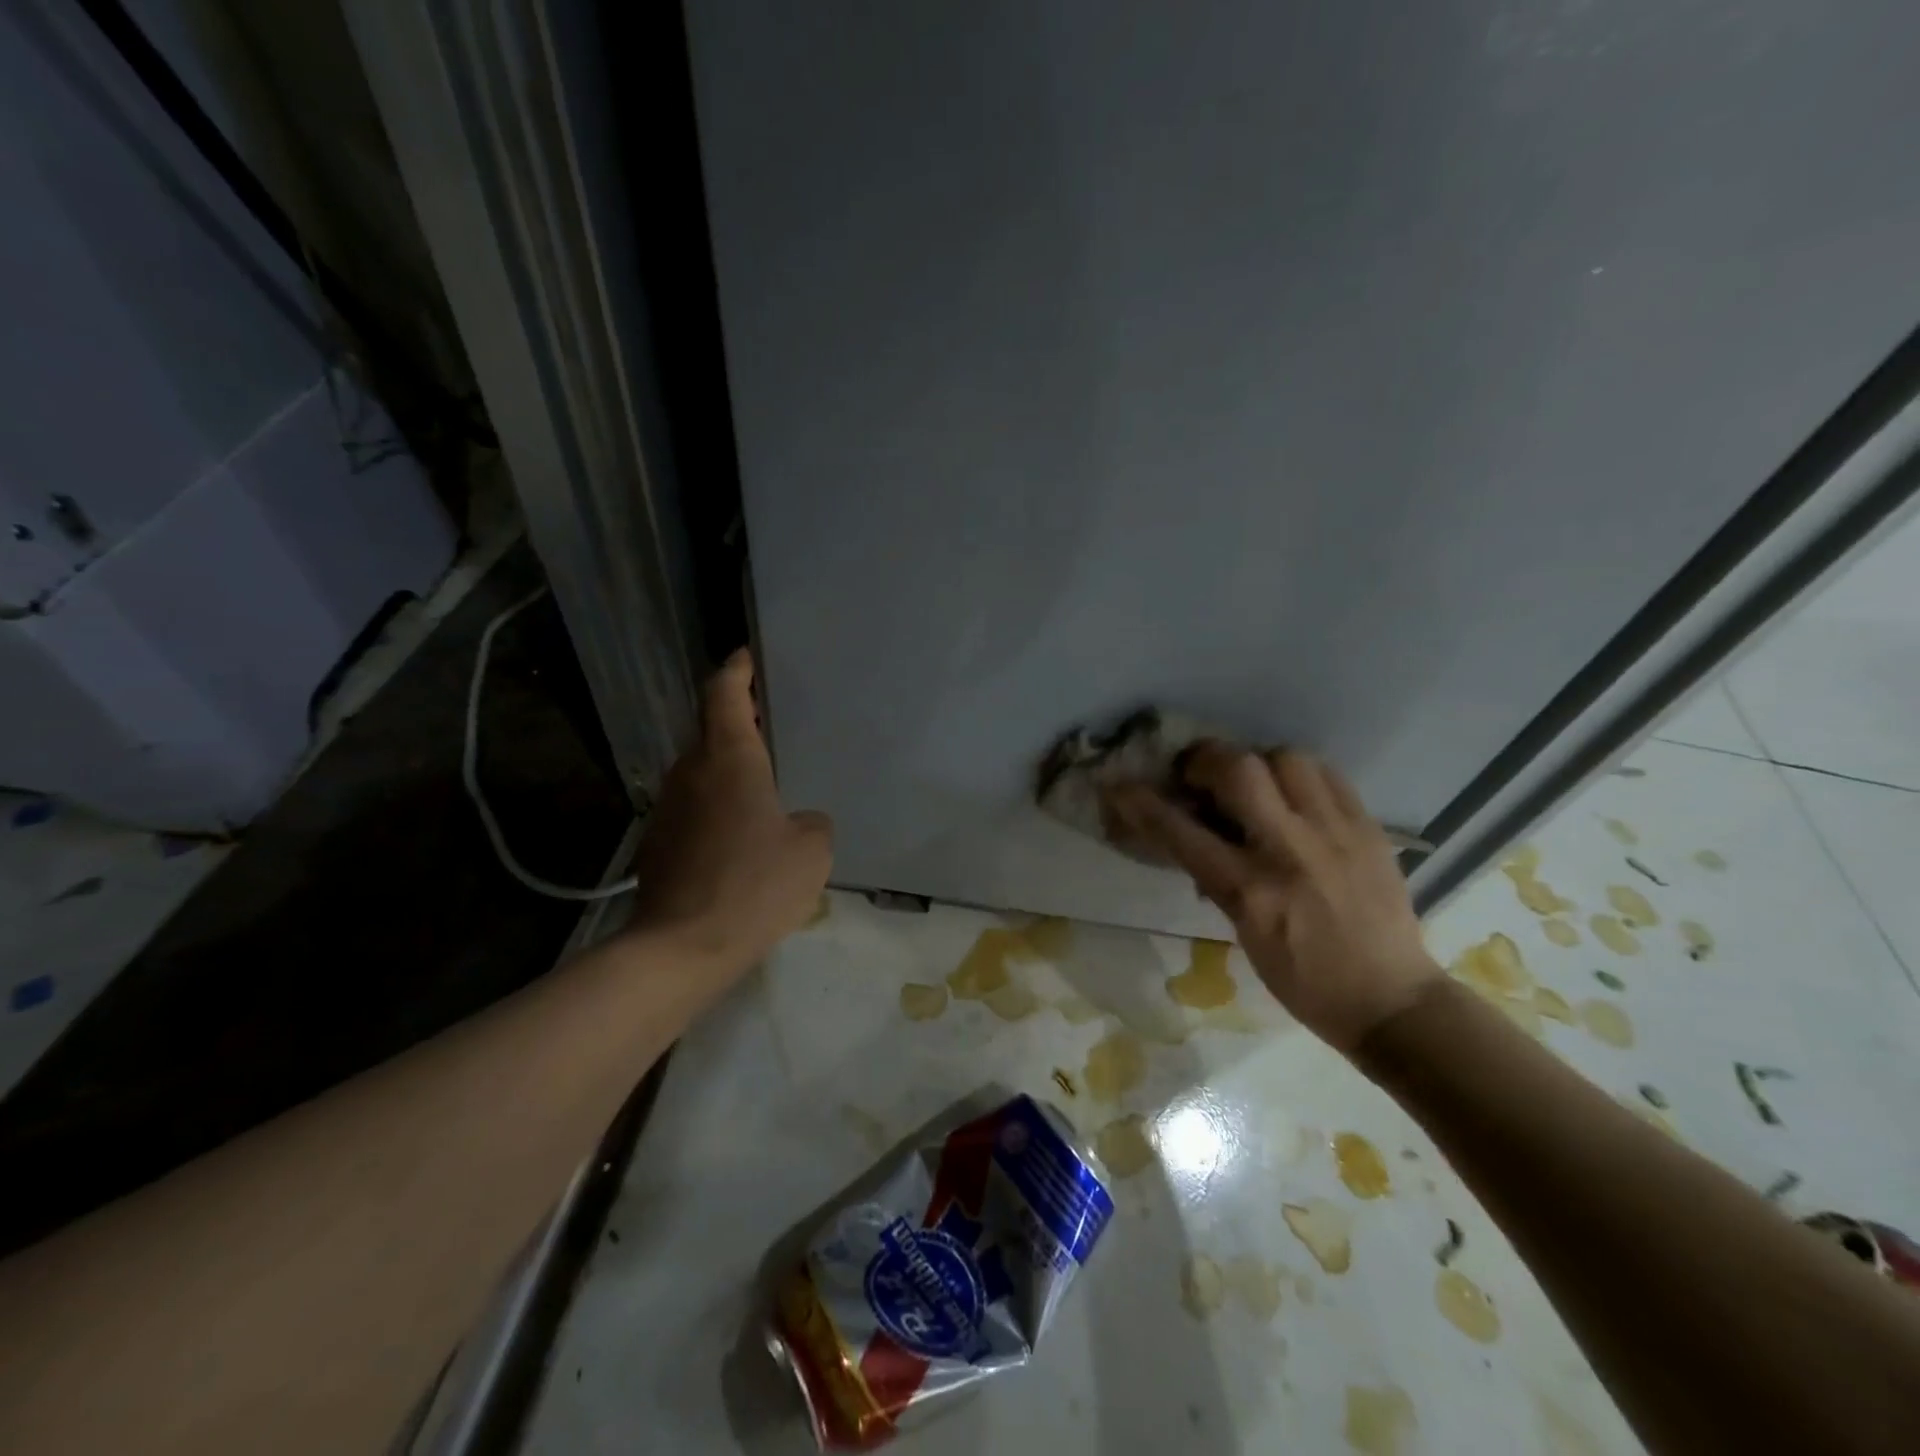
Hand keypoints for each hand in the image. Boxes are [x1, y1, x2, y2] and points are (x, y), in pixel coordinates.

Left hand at [624, 650, 832, 972]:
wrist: (682, 948)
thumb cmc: (754, 885)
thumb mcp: (811, 851)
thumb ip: (811, 823)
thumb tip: (795, 822)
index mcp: (730, 759)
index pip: (725, 694)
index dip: (736, 669)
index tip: (746, 656)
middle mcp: (691, 772)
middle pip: (711, 732)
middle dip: (737, 725)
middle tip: (770, 729)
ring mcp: (668, 808)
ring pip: (700, 773)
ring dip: (727, 771)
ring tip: (761, 790)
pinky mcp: (658, 842)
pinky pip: (693, 809)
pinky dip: (715, 809)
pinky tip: (738, 839)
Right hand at [1107, 744, 1439, 1051]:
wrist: (1391, 1001)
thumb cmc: (1303, 980)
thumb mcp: (1245, 934)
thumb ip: (1219, 879)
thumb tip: (1195, 838)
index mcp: (1253, 892)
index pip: (1184, 833)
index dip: (1144, 804)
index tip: (1120, 786)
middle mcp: (1291, 851)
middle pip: (1240, 770)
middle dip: (1206, 760)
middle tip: (1197, 773)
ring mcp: (1336, 834)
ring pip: (1287, 759)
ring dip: (1257, 762)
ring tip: (1253, 781)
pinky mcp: (1369, 829)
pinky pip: (1328, 775)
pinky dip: (1300, 774)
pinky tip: (1294, 792)